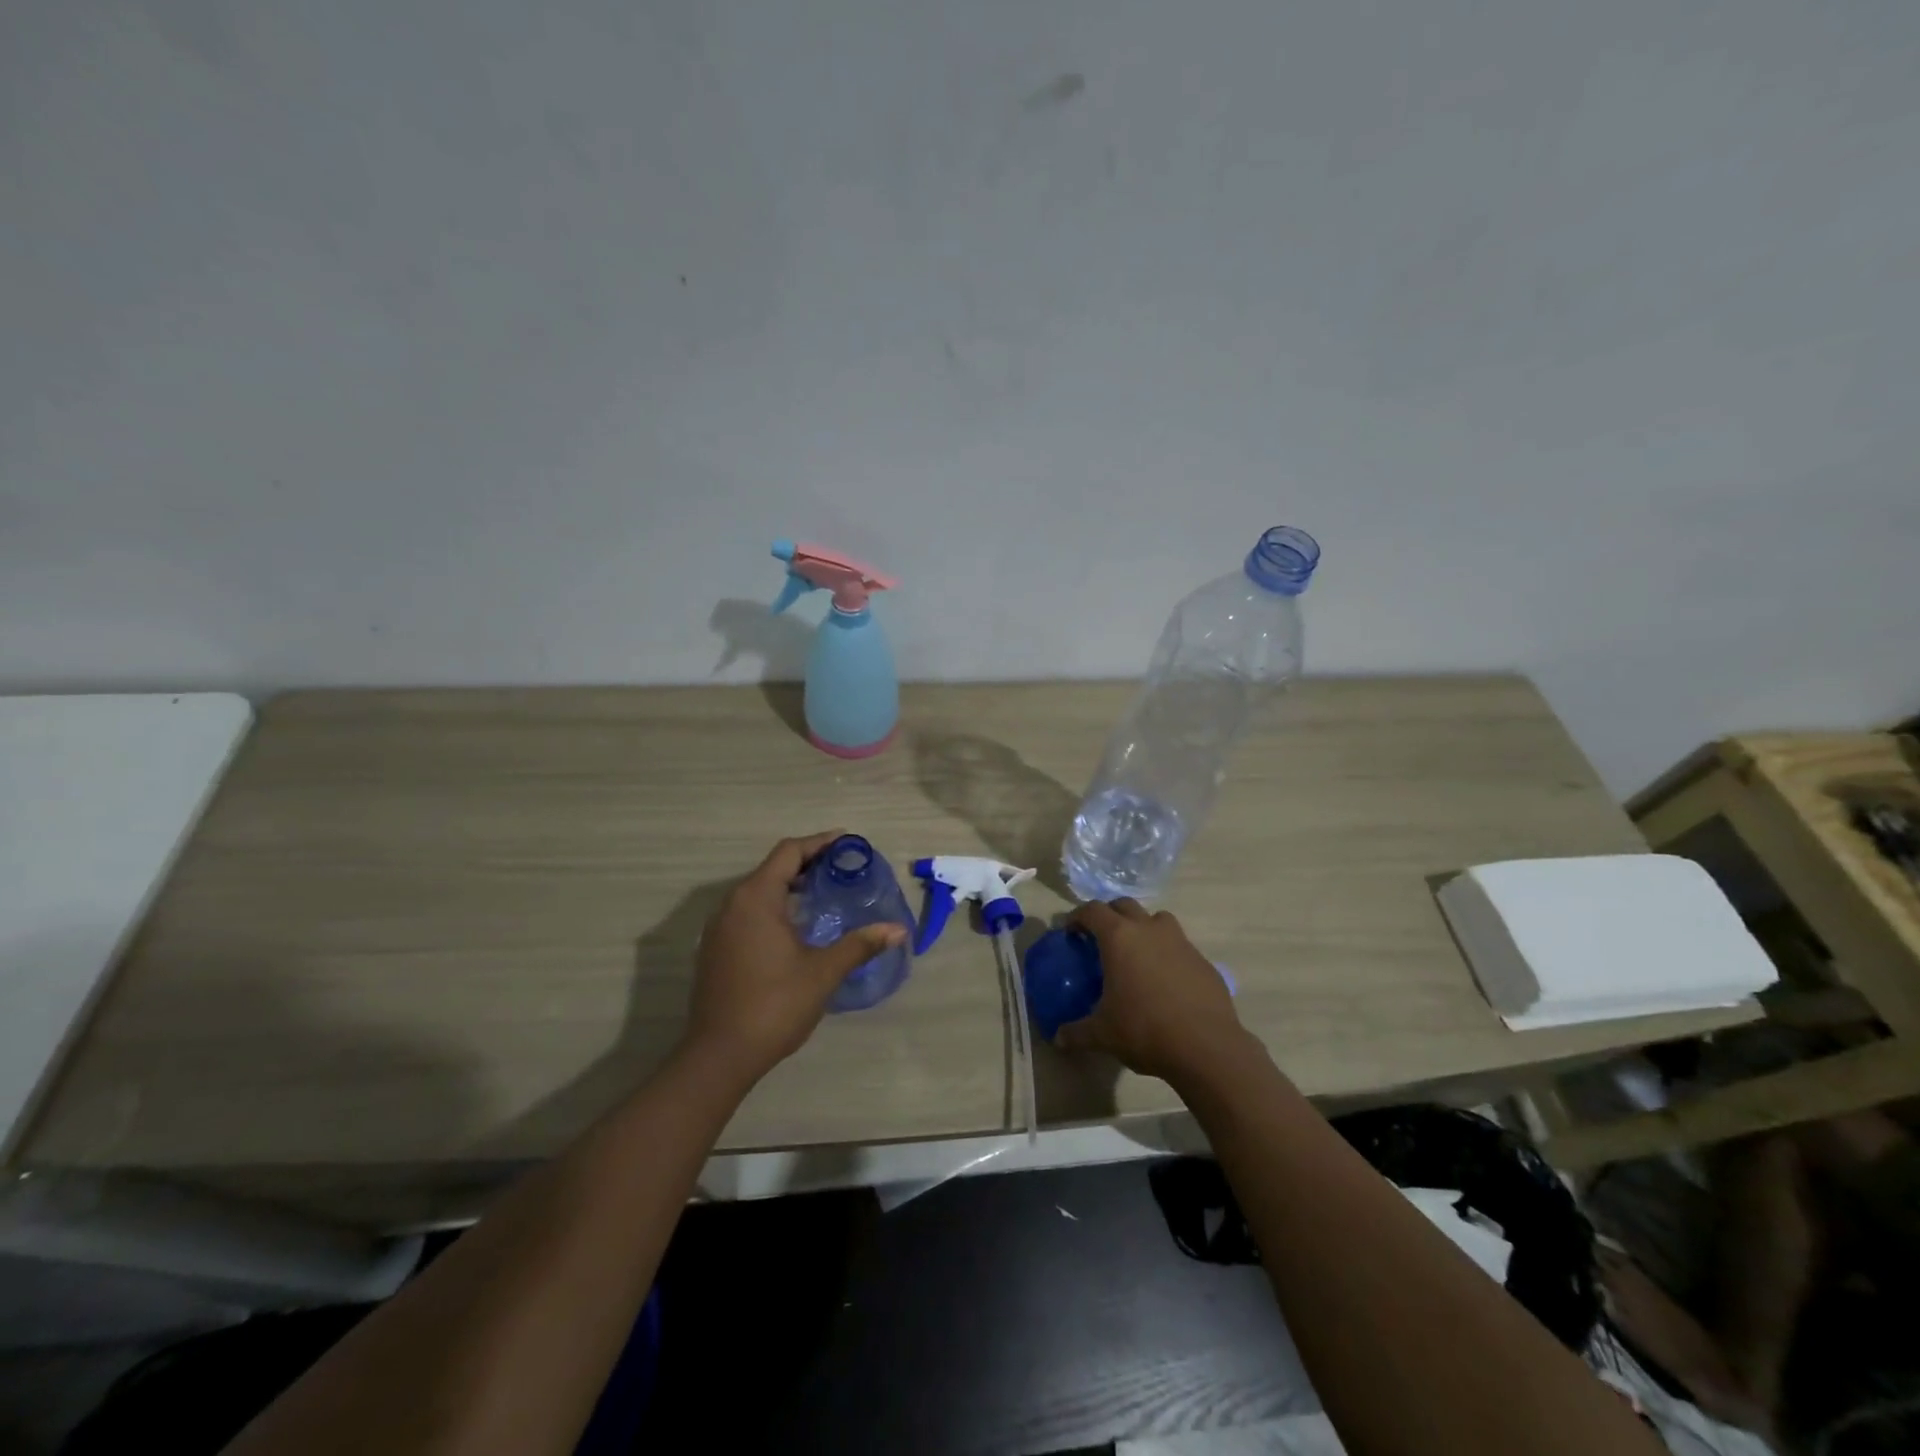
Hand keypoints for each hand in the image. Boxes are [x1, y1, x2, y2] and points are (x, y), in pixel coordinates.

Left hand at [684, 831, 907, 1083]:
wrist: (719, 1056)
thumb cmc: (774, 1005)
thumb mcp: (823, 972)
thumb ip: (860, 944)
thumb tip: (898, 930)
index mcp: (756, 898)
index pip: (789, 852)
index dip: (819, 843)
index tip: (847, 842)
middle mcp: (732, 904)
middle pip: (773, 868)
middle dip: (808, 864)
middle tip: (842, 869)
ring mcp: (719, 928)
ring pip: (758, 892)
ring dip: (790, 887)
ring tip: (824, 895)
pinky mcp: (715, 949)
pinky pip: (748, 913)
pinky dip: (774, 908)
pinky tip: (797, 928)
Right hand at [1056, 898, 1249, 1084]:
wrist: (1207, 1047)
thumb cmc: (1145, 1030)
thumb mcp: (1103, 1035)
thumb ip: (1076, 1032)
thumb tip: (1058, 1038)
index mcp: (1119, 938)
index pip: (1092, 911)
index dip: (1077, 917)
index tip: (1070, 931)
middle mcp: (1149, 930)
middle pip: (1124, 905)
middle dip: (1109, 915)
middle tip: (1100, 938)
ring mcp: (1180, 942)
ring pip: (1157, 919)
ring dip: (1143, 927)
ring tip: (1136, 954)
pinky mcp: (1203, 961)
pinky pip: (1180, 946)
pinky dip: (1167, 954)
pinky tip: (1165, 982)